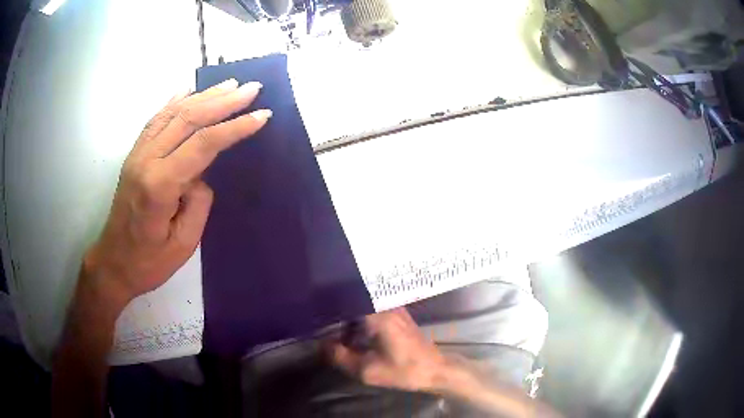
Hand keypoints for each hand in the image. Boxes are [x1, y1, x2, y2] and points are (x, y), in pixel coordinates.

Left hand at [83, 79, 271, 307]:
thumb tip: (202, 174)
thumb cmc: (148, 262)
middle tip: (252, 88)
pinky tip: (189, 91)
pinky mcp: (134, 154)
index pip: (203, 144)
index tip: (262, 115)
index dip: (235, 127)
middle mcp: (146, 160)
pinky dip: (175, 101)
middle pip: (188, 118)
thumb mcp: (184, 244)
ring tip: (230, 84)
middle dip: (224, 101)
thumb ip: (198, 203)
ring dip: (204, 96)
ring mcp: (138, 154)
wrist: (113, 263)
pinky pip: (156, 119)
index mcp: (159, 185)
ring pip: (173, 113)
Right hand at [328, 308, 448, 391]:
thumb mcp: (367, 370)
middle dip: (336, 314)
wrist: (435, 370)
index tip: (316, 316)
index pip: (345, 299)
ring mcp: (393, 308)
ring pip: (361, 307)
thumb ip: (341, 356)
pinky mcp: (397, 315)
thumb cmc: (404, 370)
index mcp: (378, 315)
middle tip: (322, 327)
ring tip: (334, 332)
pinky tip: (352, 334)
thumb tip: (323, 344)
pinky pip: (371, 312)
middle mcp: (385, 305)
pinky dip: (359, 321)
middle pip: (352, 301)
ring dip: (348, 319)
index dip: (327, 307)